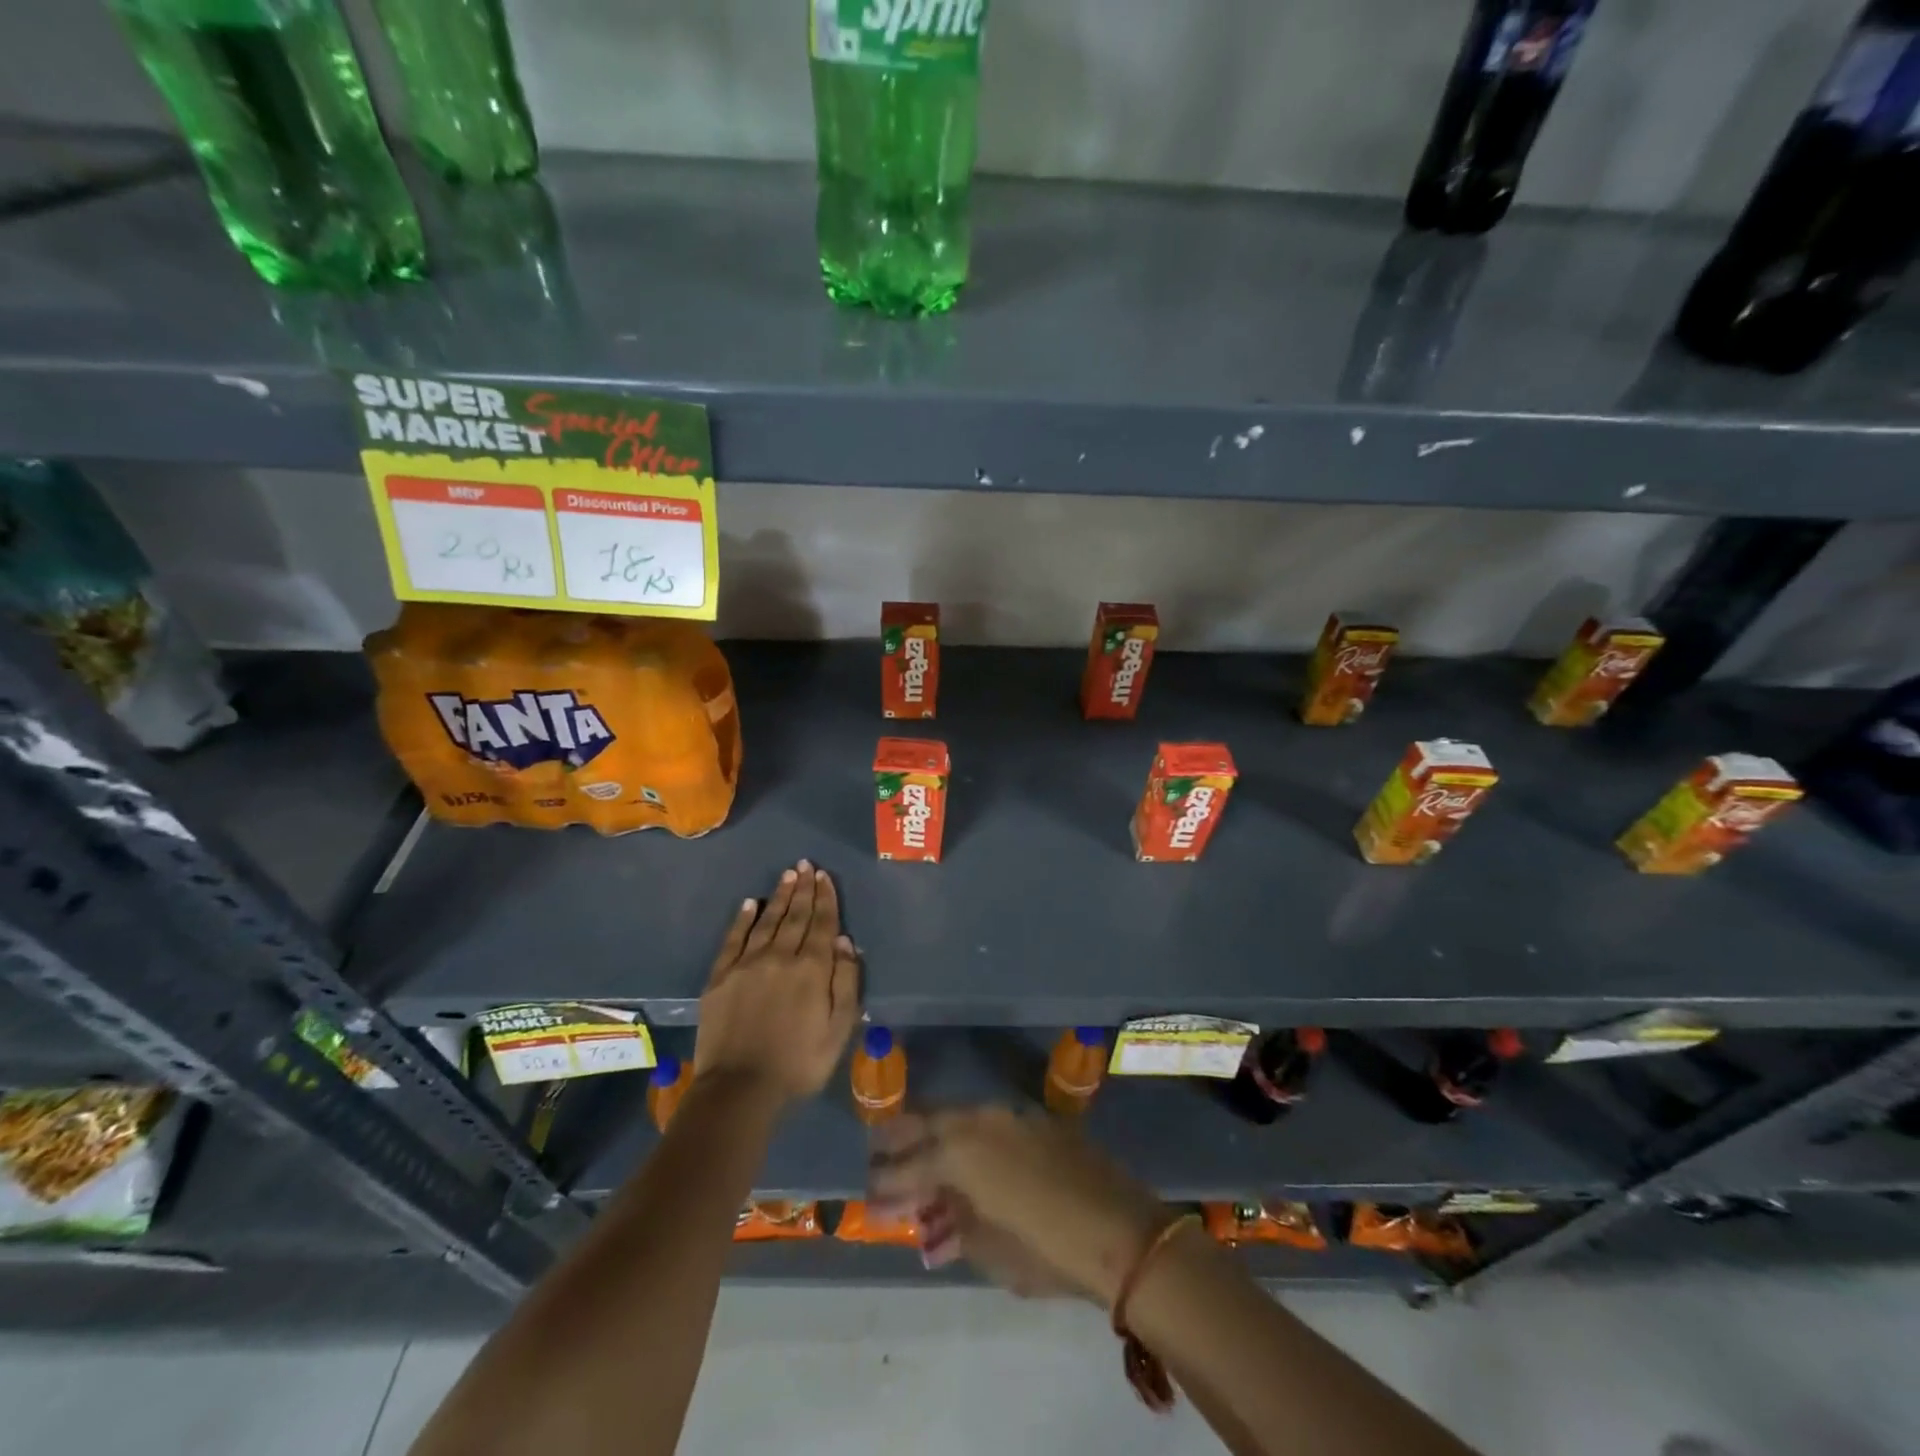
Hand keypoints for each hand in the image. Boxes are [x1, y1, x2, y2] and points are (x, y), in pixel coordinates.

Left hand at [694, 860, 859, 1108]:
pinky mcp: (720, 977)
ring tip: (787, 875)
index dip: (825, 898)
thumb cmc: (799, 1064)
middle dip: (803, 889)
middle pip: (795, 916)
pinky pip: (733, 939)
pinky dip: (743, 919)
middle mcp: (780, 957)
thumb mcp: (839, 1030)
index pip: (821, 924)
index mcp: (812, 969)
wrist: (739, 1089)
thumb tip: (844, 941)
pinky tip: (749, 904)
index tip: (825, 876)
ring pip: (767, 921)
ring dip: (779, 896)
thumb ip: (845, 982)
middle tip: (805, 865)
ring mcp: (747, 965)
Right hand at [870, 1106, 1167, 1305]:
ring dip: (936, 1137)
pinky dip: (971, 1140)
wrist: (1122, 1231)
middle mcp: (979, 1122)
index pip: (908, 1166)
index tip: (867, 1197)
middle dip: (899, 1138)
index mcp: (959, 1153)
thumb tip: (932, 1223)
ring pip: (959, 1118)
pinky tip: (969, 1157)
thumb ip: (953, 1228)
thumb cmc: (1047, 1249)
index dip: (886, 1185)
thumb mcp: (990, 1251)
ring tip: (919, 1155)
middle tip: (878, 1152)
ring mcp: (1010, 1116)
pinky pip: (990, 1124)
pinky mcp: (1037, 1120)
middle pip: (927, 1123)